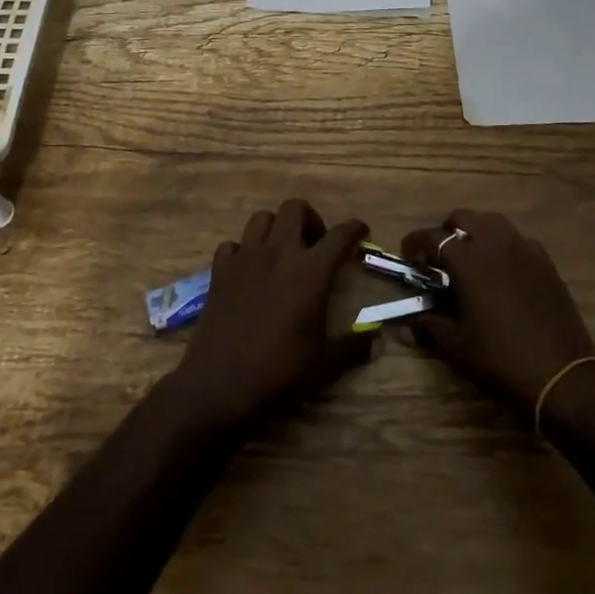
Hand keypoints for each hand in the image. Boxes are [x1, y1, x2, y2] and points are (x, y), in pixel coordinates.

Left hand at [167, 199, 372, 435]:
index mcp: (310, 271)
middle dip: (310, 219)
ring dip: (276, 228)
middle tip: (316, 245)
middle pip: (295, 208)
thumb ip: (354, 346)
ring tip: (282, 252)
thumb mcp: (325, 365)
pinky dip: (243, 251)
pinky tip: (249, 271)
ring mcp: (245, 258)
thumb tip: (375, 338)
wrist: (219, 386)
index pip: (340, 235)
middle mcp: (279, 253)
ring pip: (262, 218)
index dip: (355, 229)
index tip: (361, 232)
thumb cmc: (279, 373)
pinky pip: (232, 245)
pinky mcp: (219, 272)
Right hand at [401, 209, 594, 419]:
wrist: (562, 375)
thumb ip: (430, 325)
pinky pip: (517, 239)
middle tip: (440, 257)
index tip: (408, 255)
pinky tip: (502, 272)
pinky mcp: (545, 261)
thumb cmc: (501, 359)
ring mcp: (524, 248)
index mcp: (468, 259)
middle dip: (446, 231)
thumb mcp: (457, 346)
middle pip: (464, 218)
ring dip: (476, 232)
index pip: (432, 237)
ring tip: (470, 259)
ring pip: (492, 222)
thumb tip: (408, 323)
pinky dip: (502, 245)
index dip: (415, 243)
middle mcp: (495, 243)